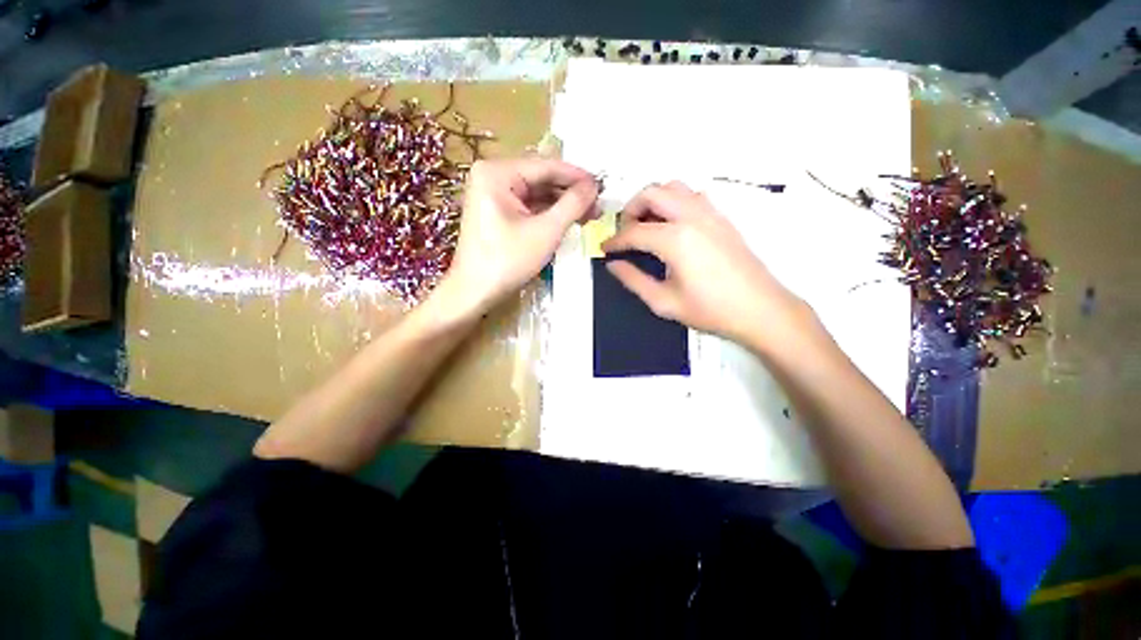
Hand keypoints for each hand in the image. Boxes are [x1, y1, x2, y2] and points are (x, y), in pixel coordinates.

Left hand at [434, 158, 598, 317]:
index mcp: (497, 173)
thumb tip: (594, 185)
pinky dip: (548, 214)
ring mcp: (493, 194)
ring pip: (537, 194)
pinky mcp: (497, 212)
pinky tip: (568, 221)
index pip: (546, 166)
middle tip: (598, 205)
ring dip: (562, 205)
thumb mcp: (546, 231)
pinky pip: (528, 206)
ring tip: (589, 215)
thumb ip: (572, 204)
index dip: (577, 176)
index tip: (603, 186)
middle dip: (570, 193)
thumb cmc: (507, 261)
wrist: (474, 292)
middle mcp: (492, 176)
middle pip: (541, 179)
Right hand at [602, 182, 808, 345]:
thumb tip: (613, 265)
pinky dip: (674, 202)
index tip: (605, 249)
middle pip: (651, 193)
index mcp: (675, 239)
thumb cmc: (710, 310)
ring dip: (653, 200)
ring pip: (673, 187)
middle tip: (625, 232)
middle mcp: (691, 216)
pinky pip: (692, 195)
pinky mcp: (722, 217)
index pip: (634, 231)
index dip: (615, 240)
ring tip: (647, 225)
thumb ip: (634, 280)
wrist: (760, 310)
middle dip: (630, 209)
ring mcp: (710, 212)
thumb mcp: (664, 302)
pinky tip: (672, 226)